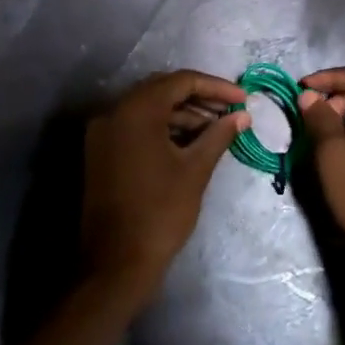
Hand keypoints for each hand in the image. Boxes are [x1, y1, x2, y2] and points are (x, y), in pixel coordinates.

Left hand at [82, 70, 248, 303]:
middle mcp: (113, 113)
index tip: (244, 99)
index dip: (216, 87)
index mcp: (135, 111)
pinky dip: (164, 129)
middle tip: (231, 111)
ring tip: (217, 129)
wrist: (116, 263)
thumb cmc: (161, 211)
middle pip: (162, 90)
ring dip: (183, 115)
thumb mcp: (196, 169)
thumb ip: (219, 135)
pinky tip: (191, 143)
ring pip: (149, 110)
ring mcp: (103, 133)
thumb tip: (242, 116)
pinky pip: (136, 127)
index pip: (181, 81)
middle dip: (200, 98)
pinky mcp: (101, 153)